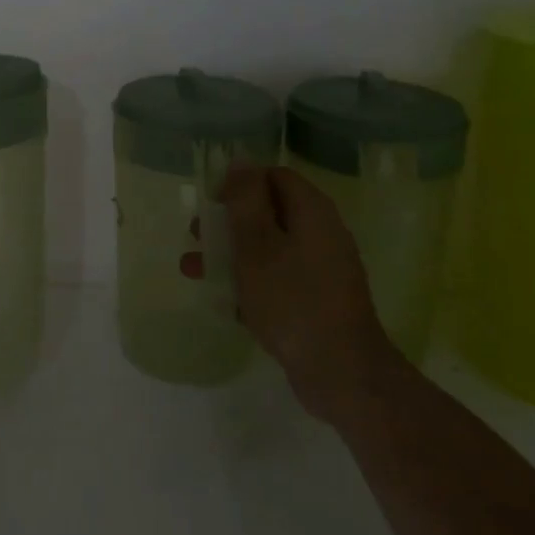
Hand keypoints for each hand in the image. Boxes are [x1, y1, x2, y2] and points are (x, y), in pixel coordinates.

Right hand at [221, 165, 403, 422]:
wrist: (341, 373)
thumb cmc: (292, 300)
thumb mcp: (257, 245)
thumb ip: (246, 201)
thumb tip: (240, 161)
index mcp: (312, 211)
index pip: (274, 176)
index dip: (239, 183)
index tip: (210, 202)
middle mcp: (321, 233)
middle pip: (269, 212)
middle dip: (228, 222)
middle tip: (196, 236)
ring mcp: (321, 269)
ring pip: (269, 248)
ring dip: (231, 254)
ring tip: (193, 270)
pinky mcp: (317, 301)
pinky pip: (278, 279)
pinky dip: (250, 283)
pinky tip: (223, 302)